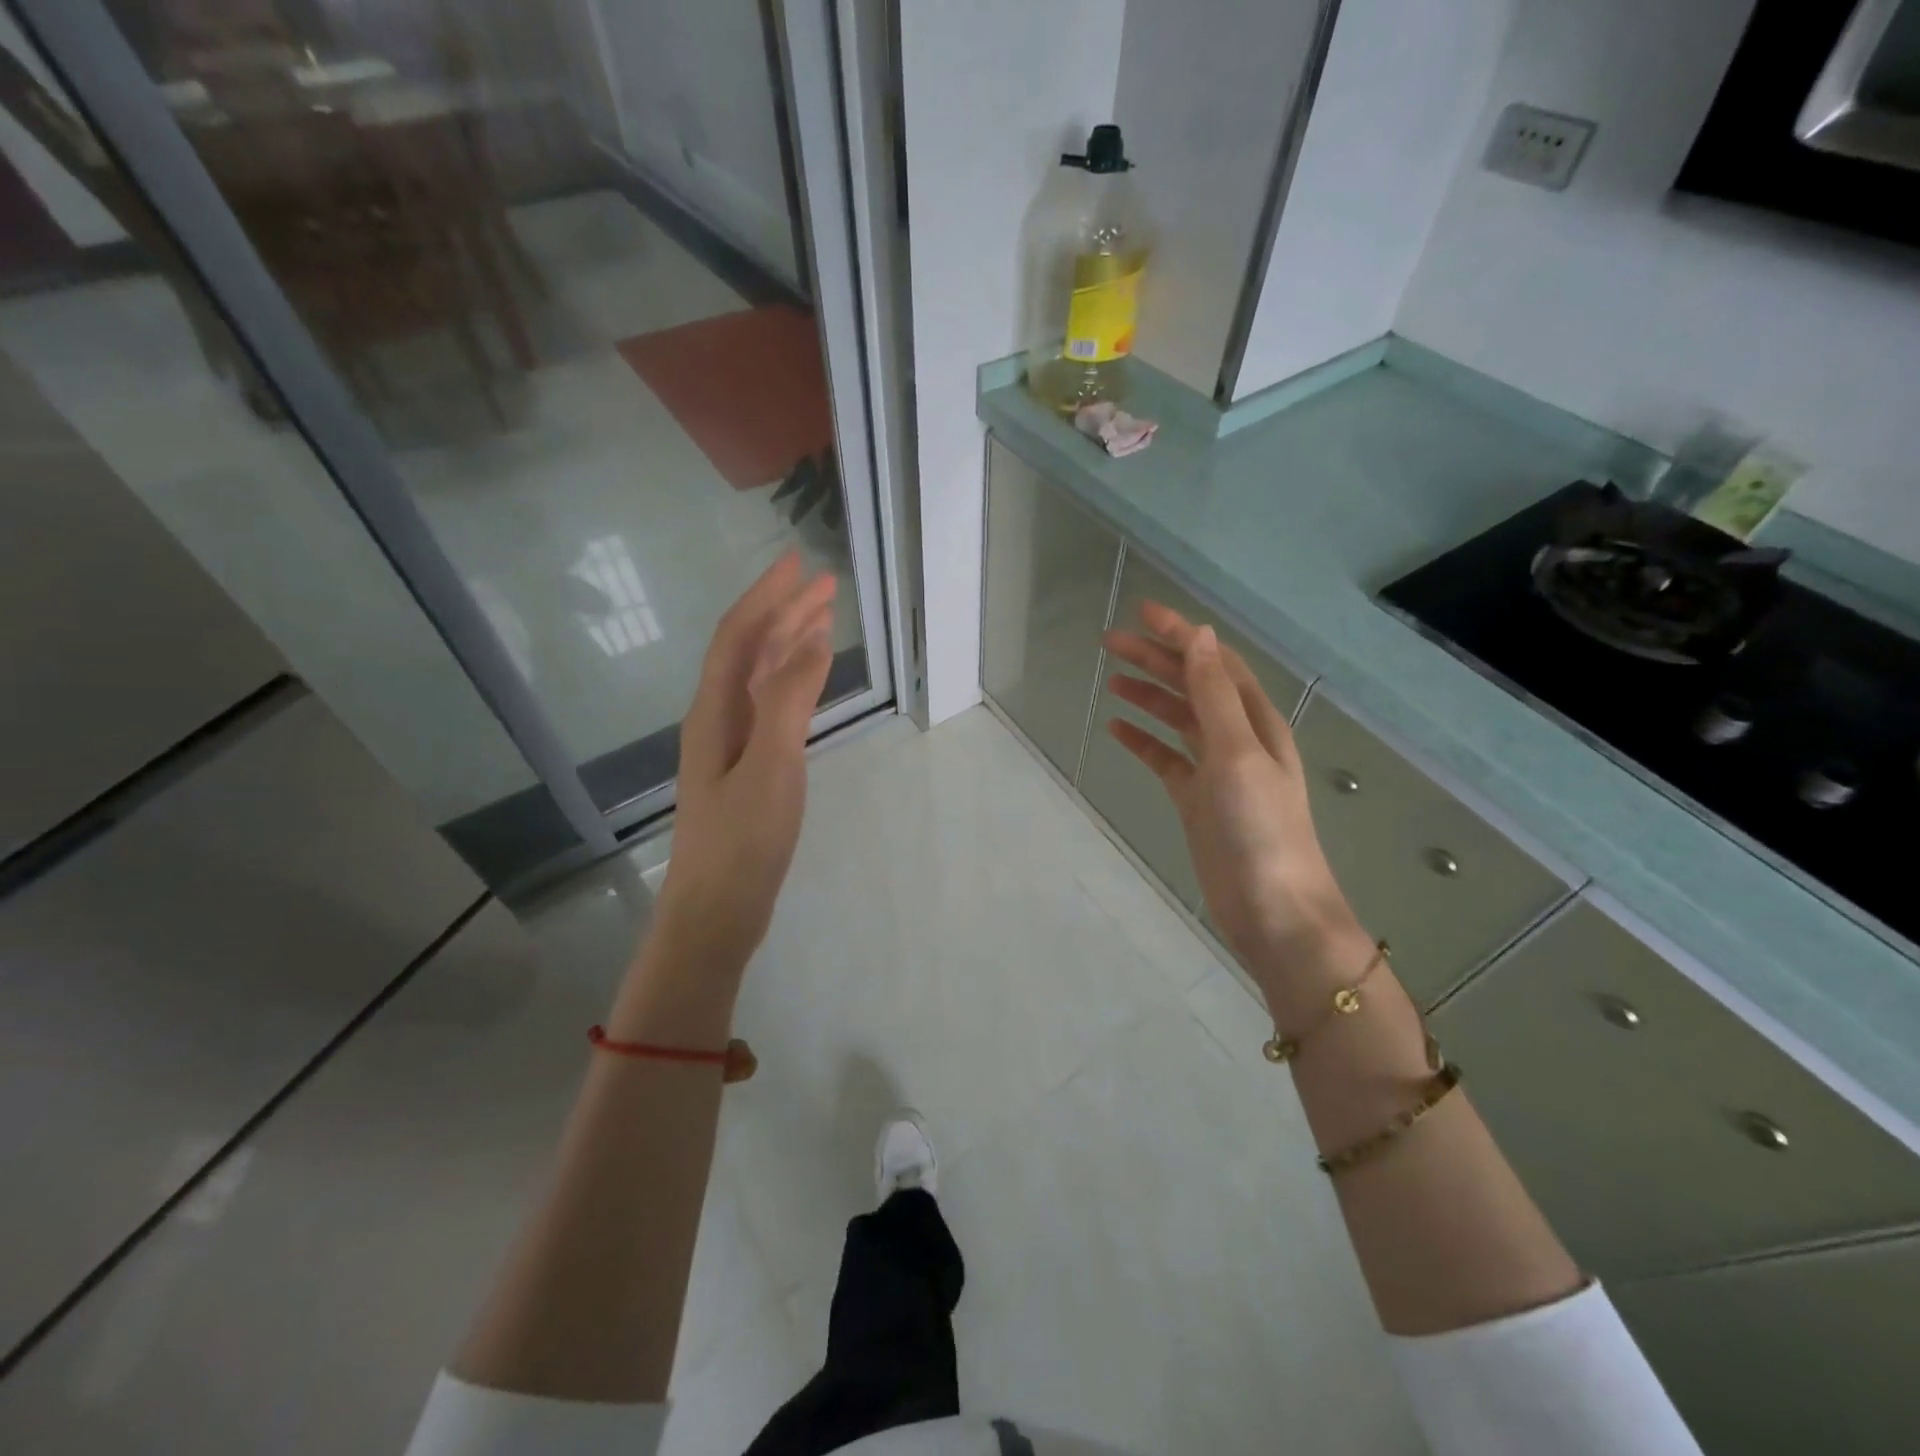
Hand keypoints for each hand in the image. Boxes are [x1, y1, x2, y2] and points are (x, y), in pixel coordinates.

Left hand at [649, 552, 836, 977]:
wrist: (716, 911)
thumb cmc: (742, 841)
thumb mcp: (769, 766)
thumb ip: (787, 700)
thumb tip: (811, 640)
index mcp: (715, 711)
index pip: (739, 636)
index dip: (767, 596)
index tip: (798, 562)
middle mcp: (717, 717)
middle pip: (749, 650)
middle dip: (784, 612)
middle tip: (824, 584)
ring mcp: (731, 744)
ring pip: (760, 677)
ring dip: (788, 643)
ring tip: (822, 619)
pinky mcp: (747, 769)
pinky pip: (769, 706)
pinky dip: (792, 682)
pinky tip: (807, 682)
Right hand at [1102, 603, 1373, 1018]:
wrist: (1273, 910)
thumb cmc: (1260, 829)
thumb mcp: (1238, 754)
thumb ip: (1215, 696)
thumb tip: (1199, 635)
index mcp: (1254, 720)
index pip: (1213, 662)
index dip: (1180, 635)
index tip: (1141, 612)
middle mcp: (1237, 737)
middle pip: (1192, 685)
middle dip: (1155, 659)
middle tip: (1109, 642)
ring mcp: (1216, 769)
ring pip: (1177, 718)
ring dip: (1148, 695)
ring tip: (1111, 678)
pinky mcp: (1197, 799)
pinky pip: (1166, 758)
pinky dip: (1143, 740)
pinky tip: (1117, 729)